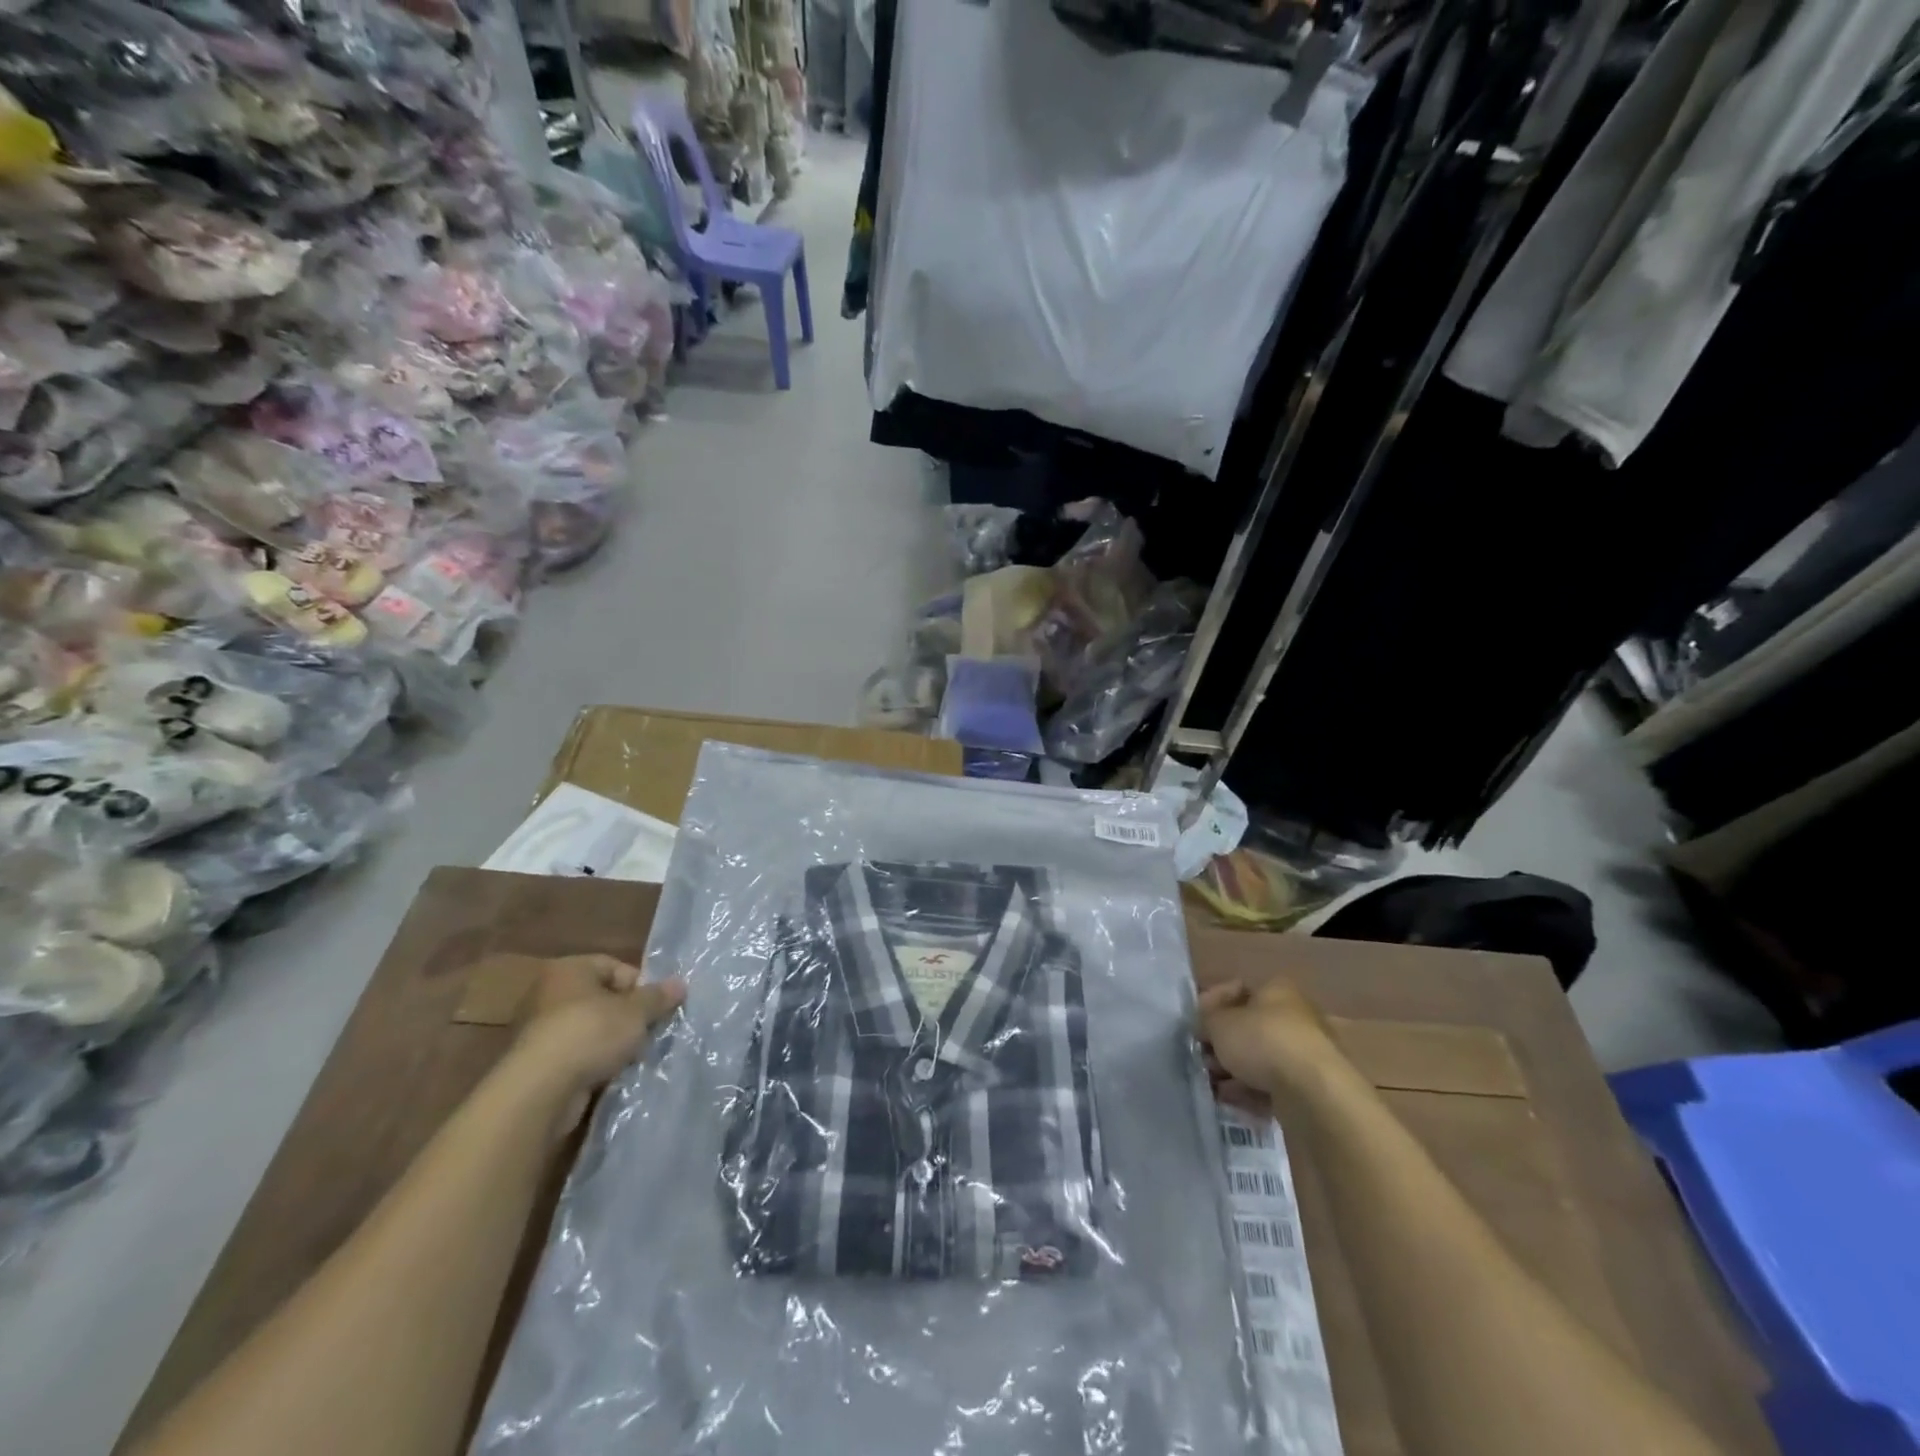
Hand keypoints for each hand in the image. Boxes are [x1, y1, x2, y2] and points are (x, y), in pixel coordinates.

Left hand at [510, 955, 685, 1132]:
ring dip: (611, 1042)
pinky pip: (575, 1056)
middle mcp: (548, 994)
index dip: (639, 985)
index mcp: (568, 970)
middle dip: (627, 1016)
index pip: (613, 966)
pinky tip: (611, 1075)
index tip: (656, 1006)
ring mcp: (538, 1031)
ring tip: (633, 1056)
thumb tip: (680, 984)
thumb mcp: (635, 1012)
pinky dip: (593, 1063)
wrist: (539, 1091)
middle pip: (601, 998)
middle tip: (649, 1031)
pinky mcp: (536, 1065)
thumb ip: (658, 997)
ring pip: (589, 1029)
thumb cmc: (590, 1034)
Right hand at [1197, 978, 1338, 1105]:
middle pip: (1249, 1028)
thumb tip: (1206, 1025)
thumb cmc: (1262, 1041)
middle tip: (1203, 1057)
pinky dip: (1251, 1092)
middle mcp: (1295, 1016)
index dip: (1212, 1005)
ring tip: (1213, 1084)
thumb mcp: (1219, 1023)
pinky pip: (1272, 1085)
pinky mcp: (1310, 1087)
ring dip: (1234, 1071)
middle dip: (1223, 1044)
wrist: (1312, 1092)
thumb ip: (1206, 1020)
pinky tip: (1232, 1101)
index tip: (1196, 1024)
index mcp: (1277, 990)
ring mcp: (1305, 1053)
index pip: (1237, 990)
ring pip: (1260, 1059)